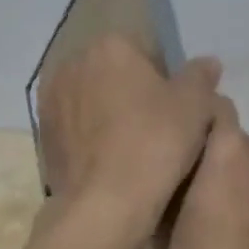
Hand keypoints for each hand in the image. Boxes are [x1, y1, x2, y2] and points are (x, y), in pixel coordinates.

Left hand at [38, 36, 221, 238]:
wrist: (105, 203)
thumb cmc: (155, 143)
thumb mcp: (195, 105)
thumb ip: (200, 76)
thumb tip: (207, 62)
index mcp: (109, 45)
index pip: (145, 51)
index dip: (164, 79)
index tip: (176, 108)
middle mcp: (72, 63)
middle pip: (113, 72)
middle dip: (131, 92)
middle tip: (156, 128)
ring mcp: (51, 99)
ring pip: (90, 99)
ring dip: (107, 113)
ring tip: (131, 147)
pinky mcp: (41, 134)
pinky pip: (74, 127)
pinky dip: (89, 137)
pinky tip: (108, 161)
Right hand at [163, 96, 248, 248]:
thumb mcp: (164, 213)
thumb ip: (175, 171)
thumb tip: (178, 152)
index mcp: (227, 148)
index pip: (217, 106)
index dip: (203, 121)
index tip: (192, 142)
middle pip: (243, 139)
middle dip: (228, 156)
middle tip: (215, 189)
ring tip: (244, 210)